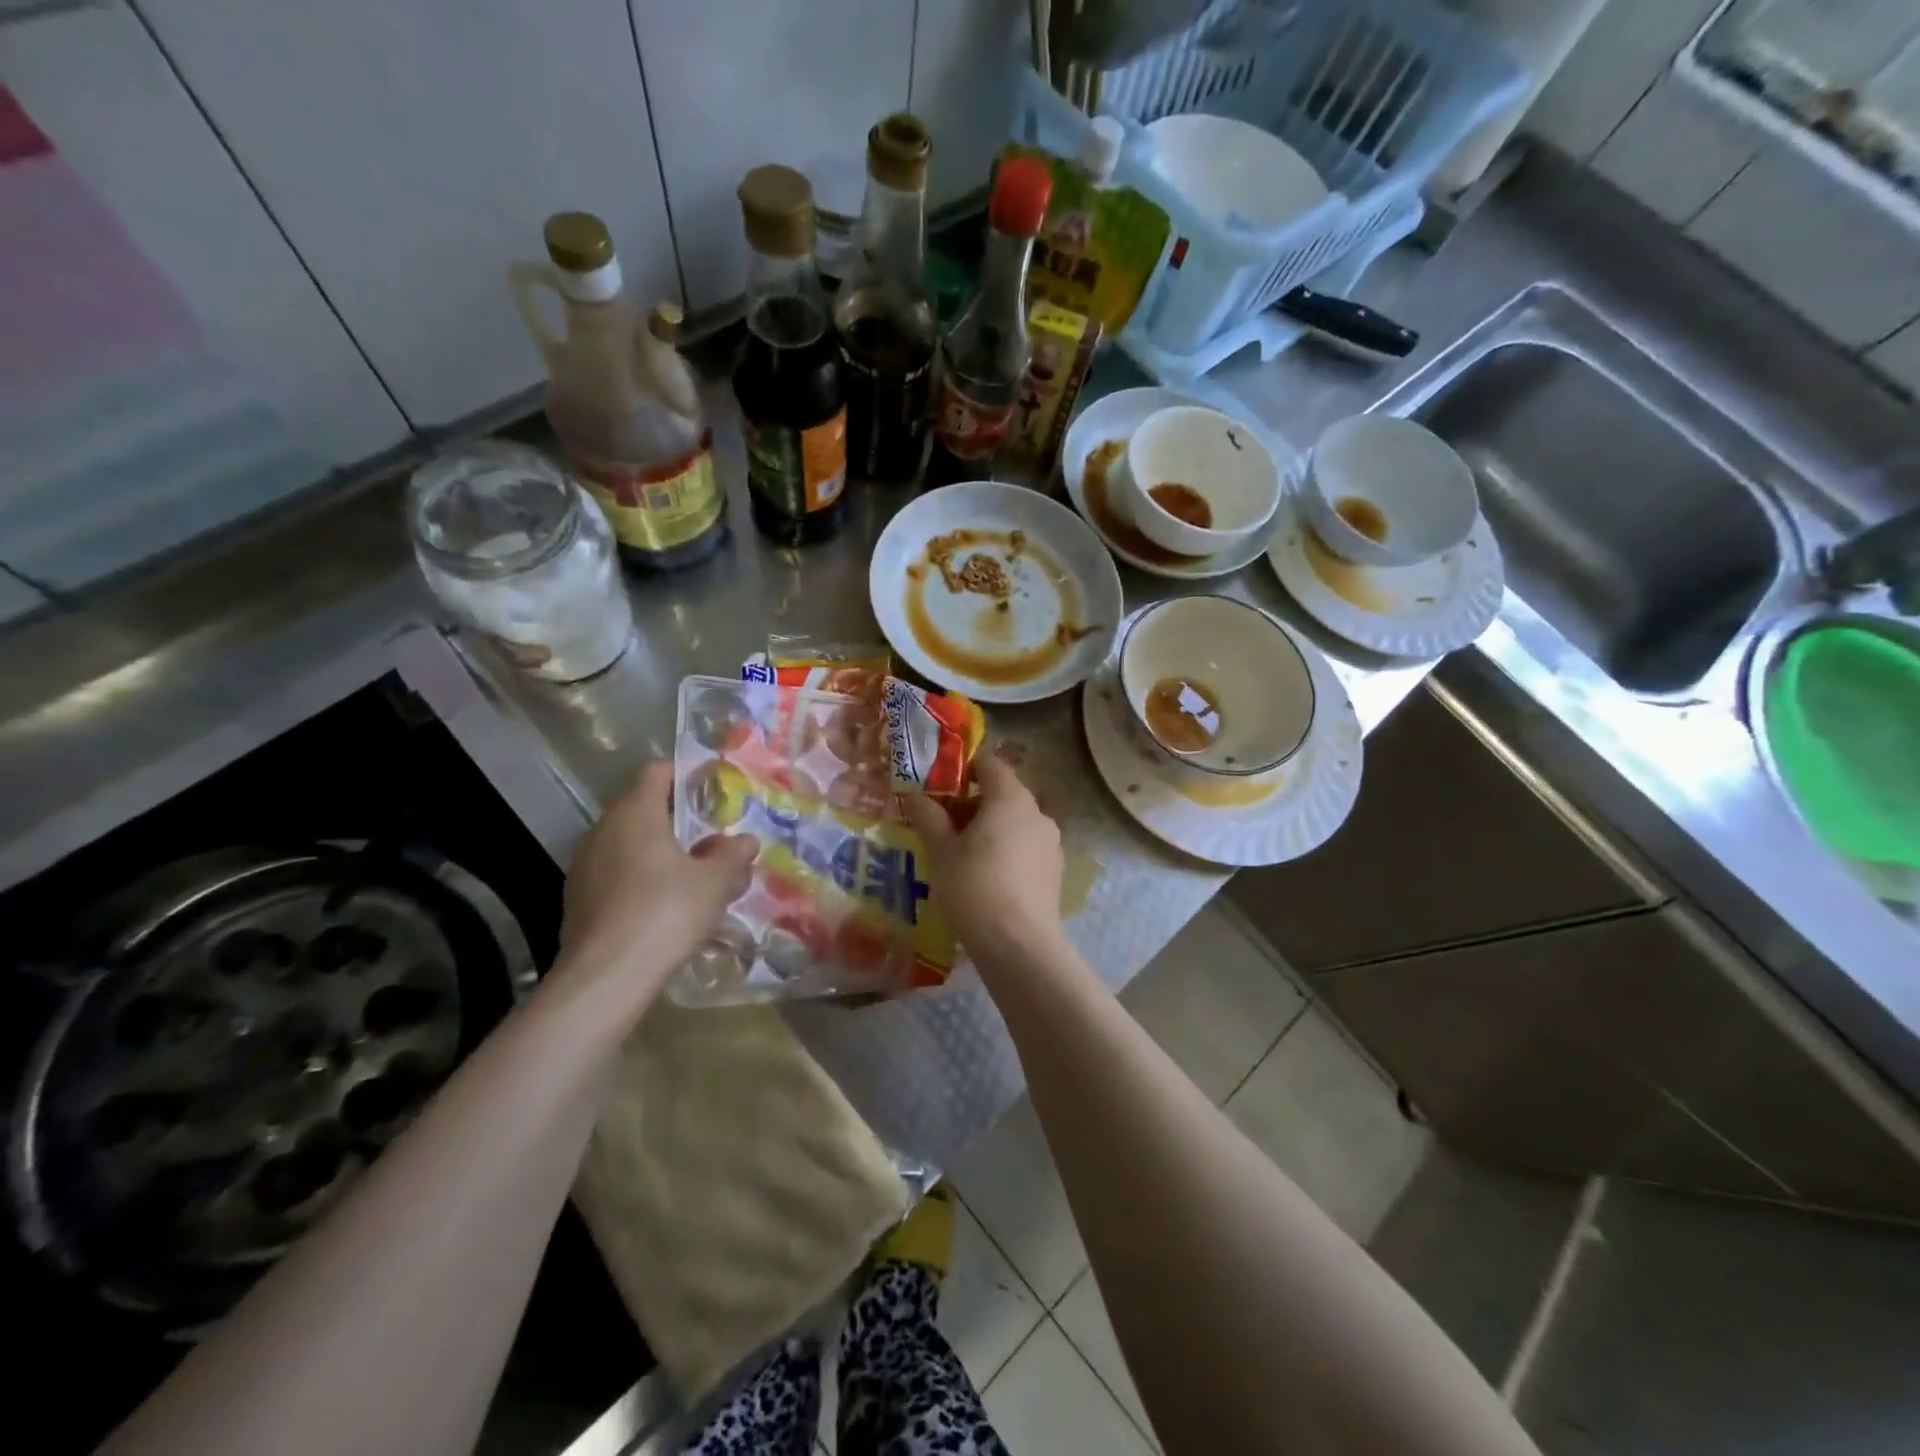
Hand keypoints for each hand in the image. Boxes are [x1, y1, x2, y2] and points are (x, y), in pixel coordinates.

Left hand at [557, 762, 757, 998]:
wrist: (605, 978)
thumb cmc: (666, 913)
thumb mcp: (715, 882)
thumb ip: (733, 854)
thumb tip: (746, 840)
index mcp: (635, 813)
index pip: (657, 772)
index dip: (687, 774)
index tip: (714, 788)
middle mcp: (603, 829)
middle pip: (643, 808)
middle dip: (679, 819)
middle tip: (713, 836)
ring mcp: (585, 865)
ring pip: (629, 843)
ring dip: (660, 851)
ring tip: (694, 874)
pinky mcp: (578, 899)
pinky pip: (617, 874)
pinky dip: (641, 878)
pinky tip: (665, 906)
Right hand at [904, 757, 1064, 964]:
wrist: (1018, 945)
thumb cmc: (974, 888)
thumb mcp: (941, 851)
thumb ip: (928, 817)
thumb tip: (914, 795)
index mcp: (1011, 798)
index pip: (990, 764)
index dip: (964, 769)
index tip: (940, 787)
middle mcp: (1037, 813)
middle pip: (1003, 794)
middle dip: (973, 803)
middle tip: (943, 825)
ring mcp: (1051, 842)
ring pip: (1015, 822)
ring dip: (990, 828)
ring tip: (961, 855)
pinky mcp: (1055, 870)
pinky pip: (1026, 847)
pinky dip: (1006, 850)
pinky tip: (986, 877)